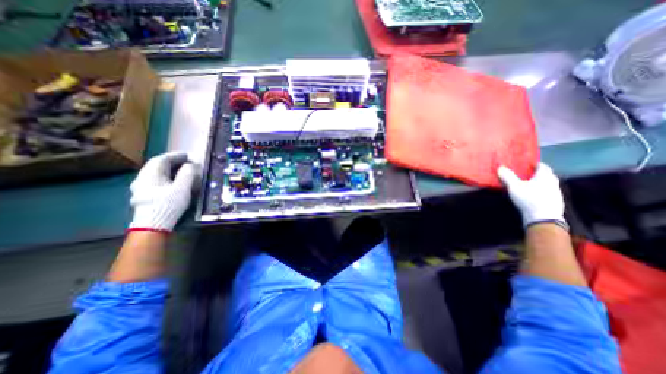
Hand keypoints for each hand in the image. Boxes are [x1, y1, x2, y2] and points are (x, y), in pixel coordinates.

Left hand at [128, 151, 198, 231]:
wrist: (153, 225)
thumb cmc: (169, 204)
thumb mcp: (182, 188)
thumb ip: (187, 174)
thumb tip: (190, 165)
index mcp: (150, 175)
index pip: (162, 160)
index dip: (175, 156)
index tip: (187, 155)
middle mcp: (142, 179)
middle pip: (157, 166)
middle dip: (172, 162)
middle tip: (187, 162)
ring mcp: (141, 188)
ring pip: (155, 174)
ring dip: (169, 170)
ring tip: (182, 171)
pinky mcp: (144, 196)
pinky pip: (155, 181)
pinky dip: (166, 177)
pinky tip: (173, 182)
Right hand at [494, 162, 565, 228]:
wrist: (543, 218)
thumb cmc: (529, 198)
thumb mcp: (514, 186)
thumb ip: (507, 176)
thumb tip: (500, 167)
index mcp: (545, 176)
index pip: (542, 166)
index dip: (534, 164)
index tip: (525, 164)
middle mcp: (553, 182)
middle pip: (545, 175)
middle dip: (535, 174)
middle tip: (523, 174)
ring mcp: (555, 193)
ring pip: (546, 185)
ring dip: (537, 184)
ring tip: (525, 185)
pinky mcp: (554, 202)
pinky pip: (546, 193)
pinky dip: (539, 192)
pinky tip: (531, 196)